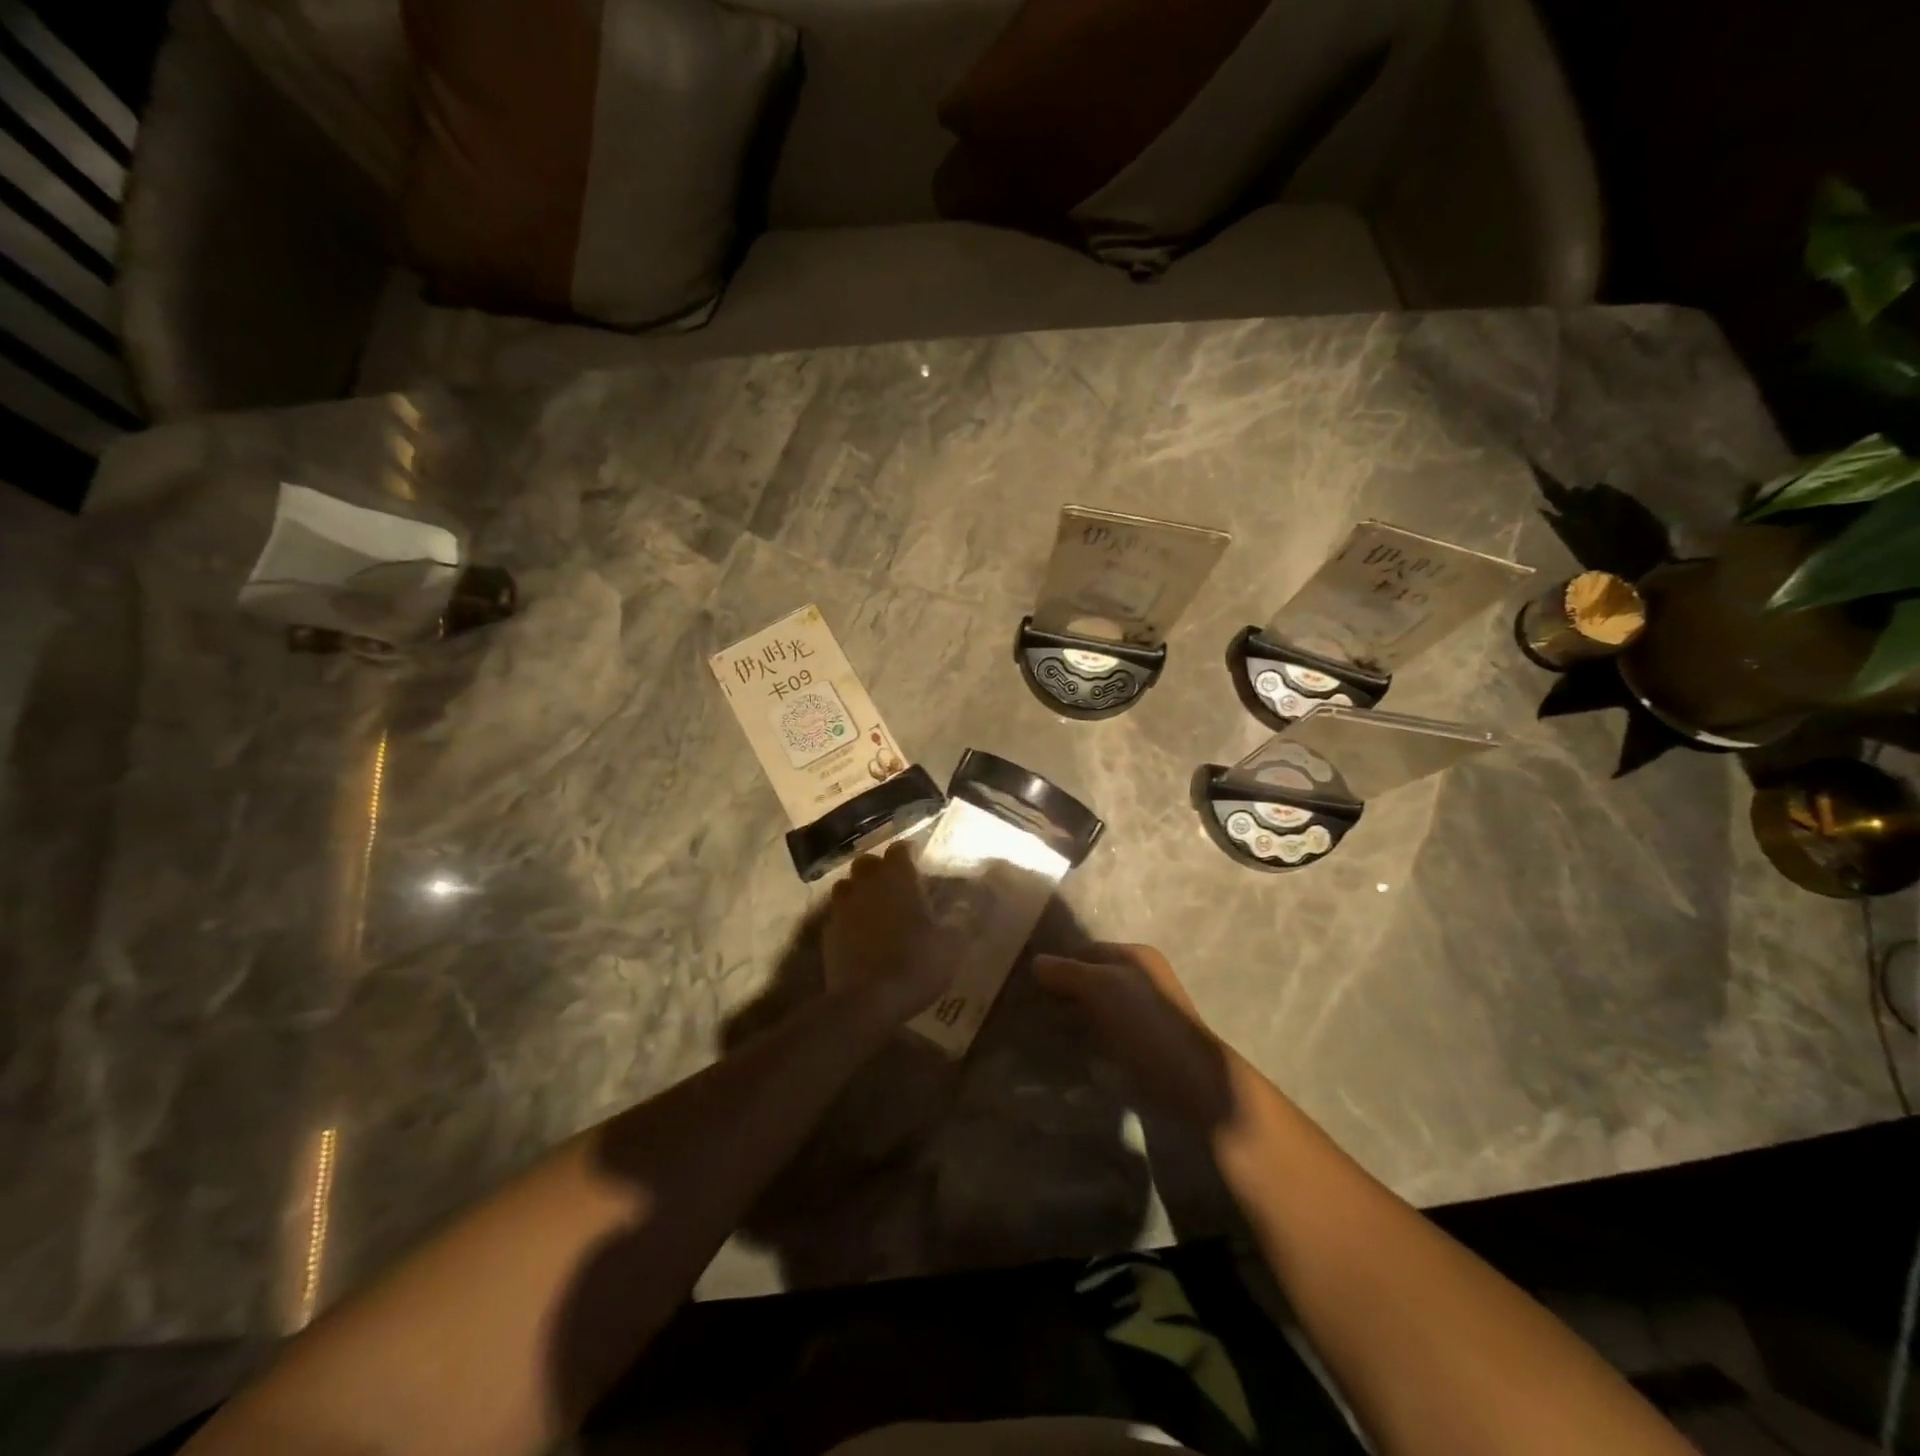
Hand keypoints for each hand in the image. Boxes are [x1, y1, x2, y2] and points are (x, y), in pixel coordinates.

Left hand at [822, 841, 949, 1026]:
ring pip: (847, 885)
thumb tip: (967, 907)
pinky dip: (848, 918)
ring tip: (874, 907)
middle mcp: (867, 883)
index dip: (909, 854)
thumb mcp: (952, 945)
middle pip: (868, 862)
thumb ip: (959, 921)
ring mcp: (843, 906)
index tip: (918, 862)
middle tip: (895, 885)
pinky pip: (838, 914)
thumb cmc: (916, 963)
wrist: (868, 1000)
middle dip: (880, 869)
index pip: (900, 849)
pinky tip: (859, 935)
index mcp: (898, 877)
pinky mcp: (827, 931)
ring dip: (859, 890)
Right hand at [1032, 944, 1232, 1123]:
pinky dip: (1085, 1040)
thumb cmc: (1146, 1025)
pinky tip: (1067, 1051)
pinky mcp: (1142, 1048)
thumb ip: (1067, 972)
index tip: (1027, 982)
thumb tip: (1035, 961)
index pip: (1086, 951)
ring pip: (1096, 1009)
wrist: (1191, 1086)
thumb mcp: (1102, 988)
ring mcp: (1143, 1016)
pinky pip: (1104, 1035)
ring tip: (1041, 1031)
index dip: (1058, 963)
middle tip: (1028, 1007)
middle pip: (1091, 979)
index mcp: (1137, 957)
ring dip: (1072, 1017)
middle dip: (1063, 991)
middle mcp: (1141, 981)